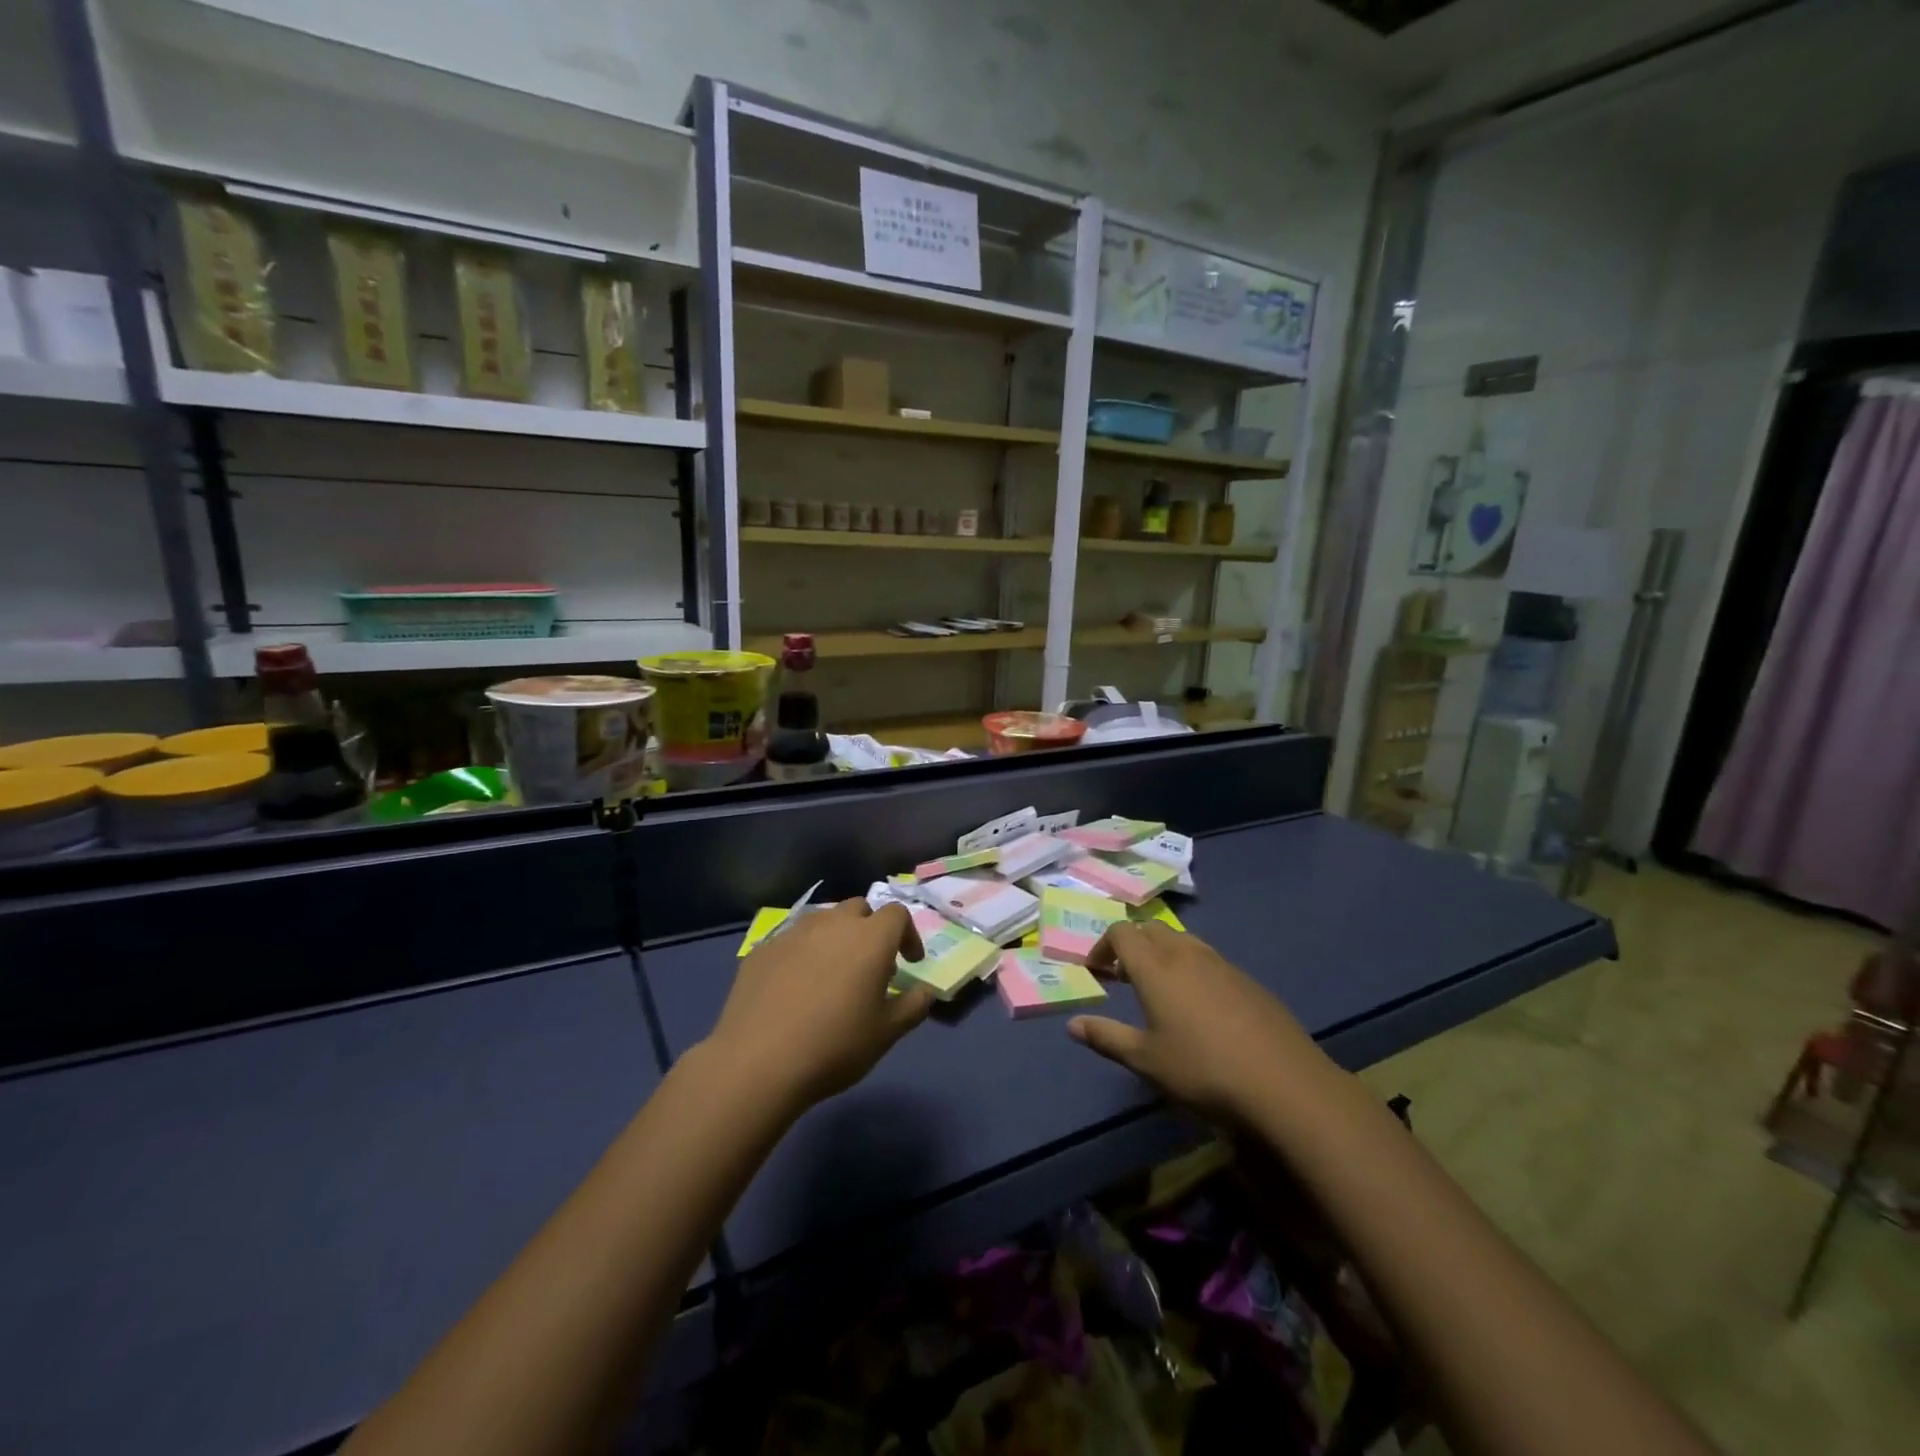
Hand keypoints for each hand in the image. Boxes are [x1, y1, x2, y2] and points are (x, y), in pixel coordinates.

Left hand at [704, 899, 934, 1113]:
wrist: (758, 1062)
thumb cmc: (835, 1046)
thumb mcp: (887, 1034)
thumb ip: (913, 1006)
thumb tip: (925, 991)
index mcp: (870, 938)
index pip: (897, 914)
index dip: (908, 935)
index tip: (909, 963)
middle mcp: (833, 924)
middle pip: (859, 908)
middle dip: (870, 929)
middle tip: (870, 964)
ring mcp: (793, 933)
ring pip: (823, 920)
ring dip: (835, 937)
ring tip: (832, 972)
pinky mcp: (762, 949)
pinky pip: (791, 940)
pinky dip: (803, 953)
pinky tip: (795, 987)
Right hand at [1068, 921, 1333, 1122]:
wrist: (1284, 1084)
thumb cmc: (1203, 1070)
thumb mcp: (1146, 1061)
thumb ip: (1106, 1037)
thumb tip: (1072, 1025)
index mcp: (1155, 967)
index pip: (1121, 933)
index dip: (1103, 946)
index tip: (1097, 971)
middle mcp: (1186, 954)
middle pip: (1150, 929)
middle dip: (1131, 945)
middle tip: (1124, 977)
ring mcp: (1221, 964)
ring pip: (1182, 941)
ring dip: (1162, 953)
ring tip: (1160, 989)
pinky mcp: (1248, 980)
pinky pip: (1209, 959)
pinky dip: (1191, 968)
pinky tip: (1201, 1007)